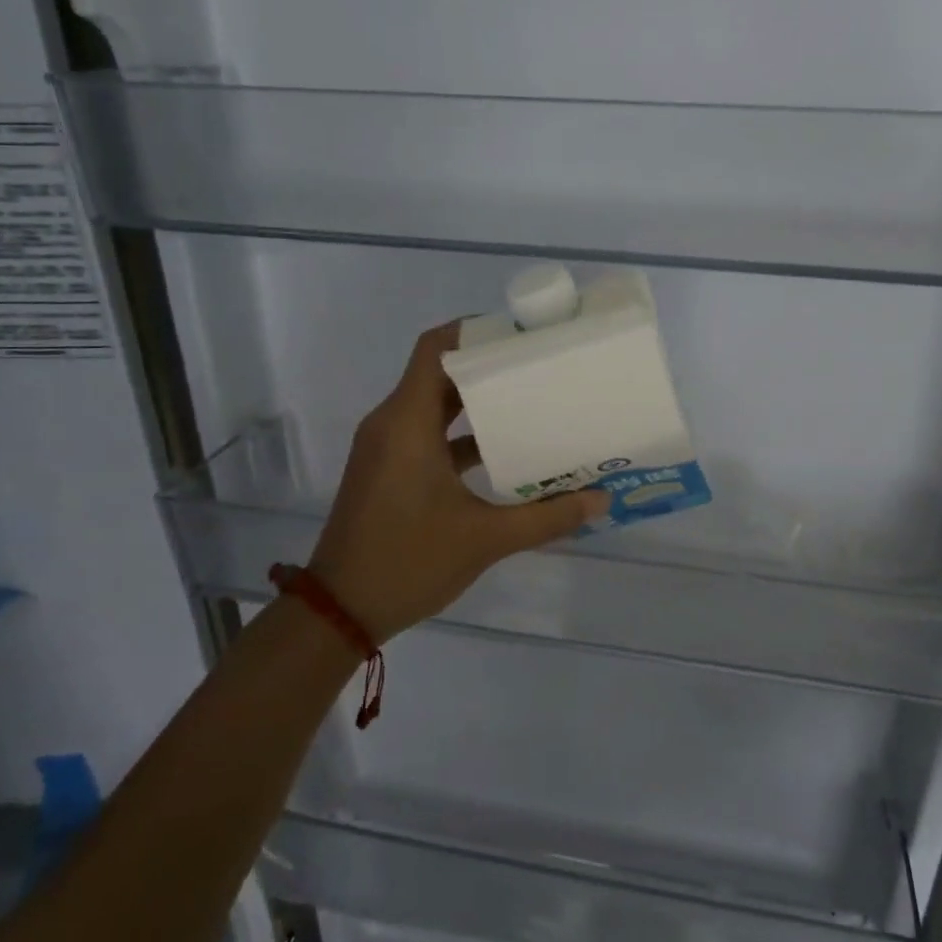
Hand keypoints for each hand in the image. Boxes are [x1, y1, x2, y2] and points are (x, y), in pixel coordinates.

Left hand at [306, 323, 609, 640]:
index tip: (520, 333)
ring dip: (477, 403)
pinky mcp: (388, 470)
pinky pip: (426, 434)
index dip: (475, 331)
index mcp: (407, 422)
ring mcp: (386, 448)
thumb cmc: (409, 560)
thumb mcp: (486, 538)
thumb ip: (547, 516)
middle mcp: (392, 423)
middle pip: (440, 373)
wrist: (340, 610)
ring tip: (529, 402)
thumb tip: (600, 500)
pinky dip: (461, 435)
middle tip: (538, 367)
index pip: (436, 348)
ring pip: (434, 406)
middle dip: (487, 367)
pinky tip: (503, 452)